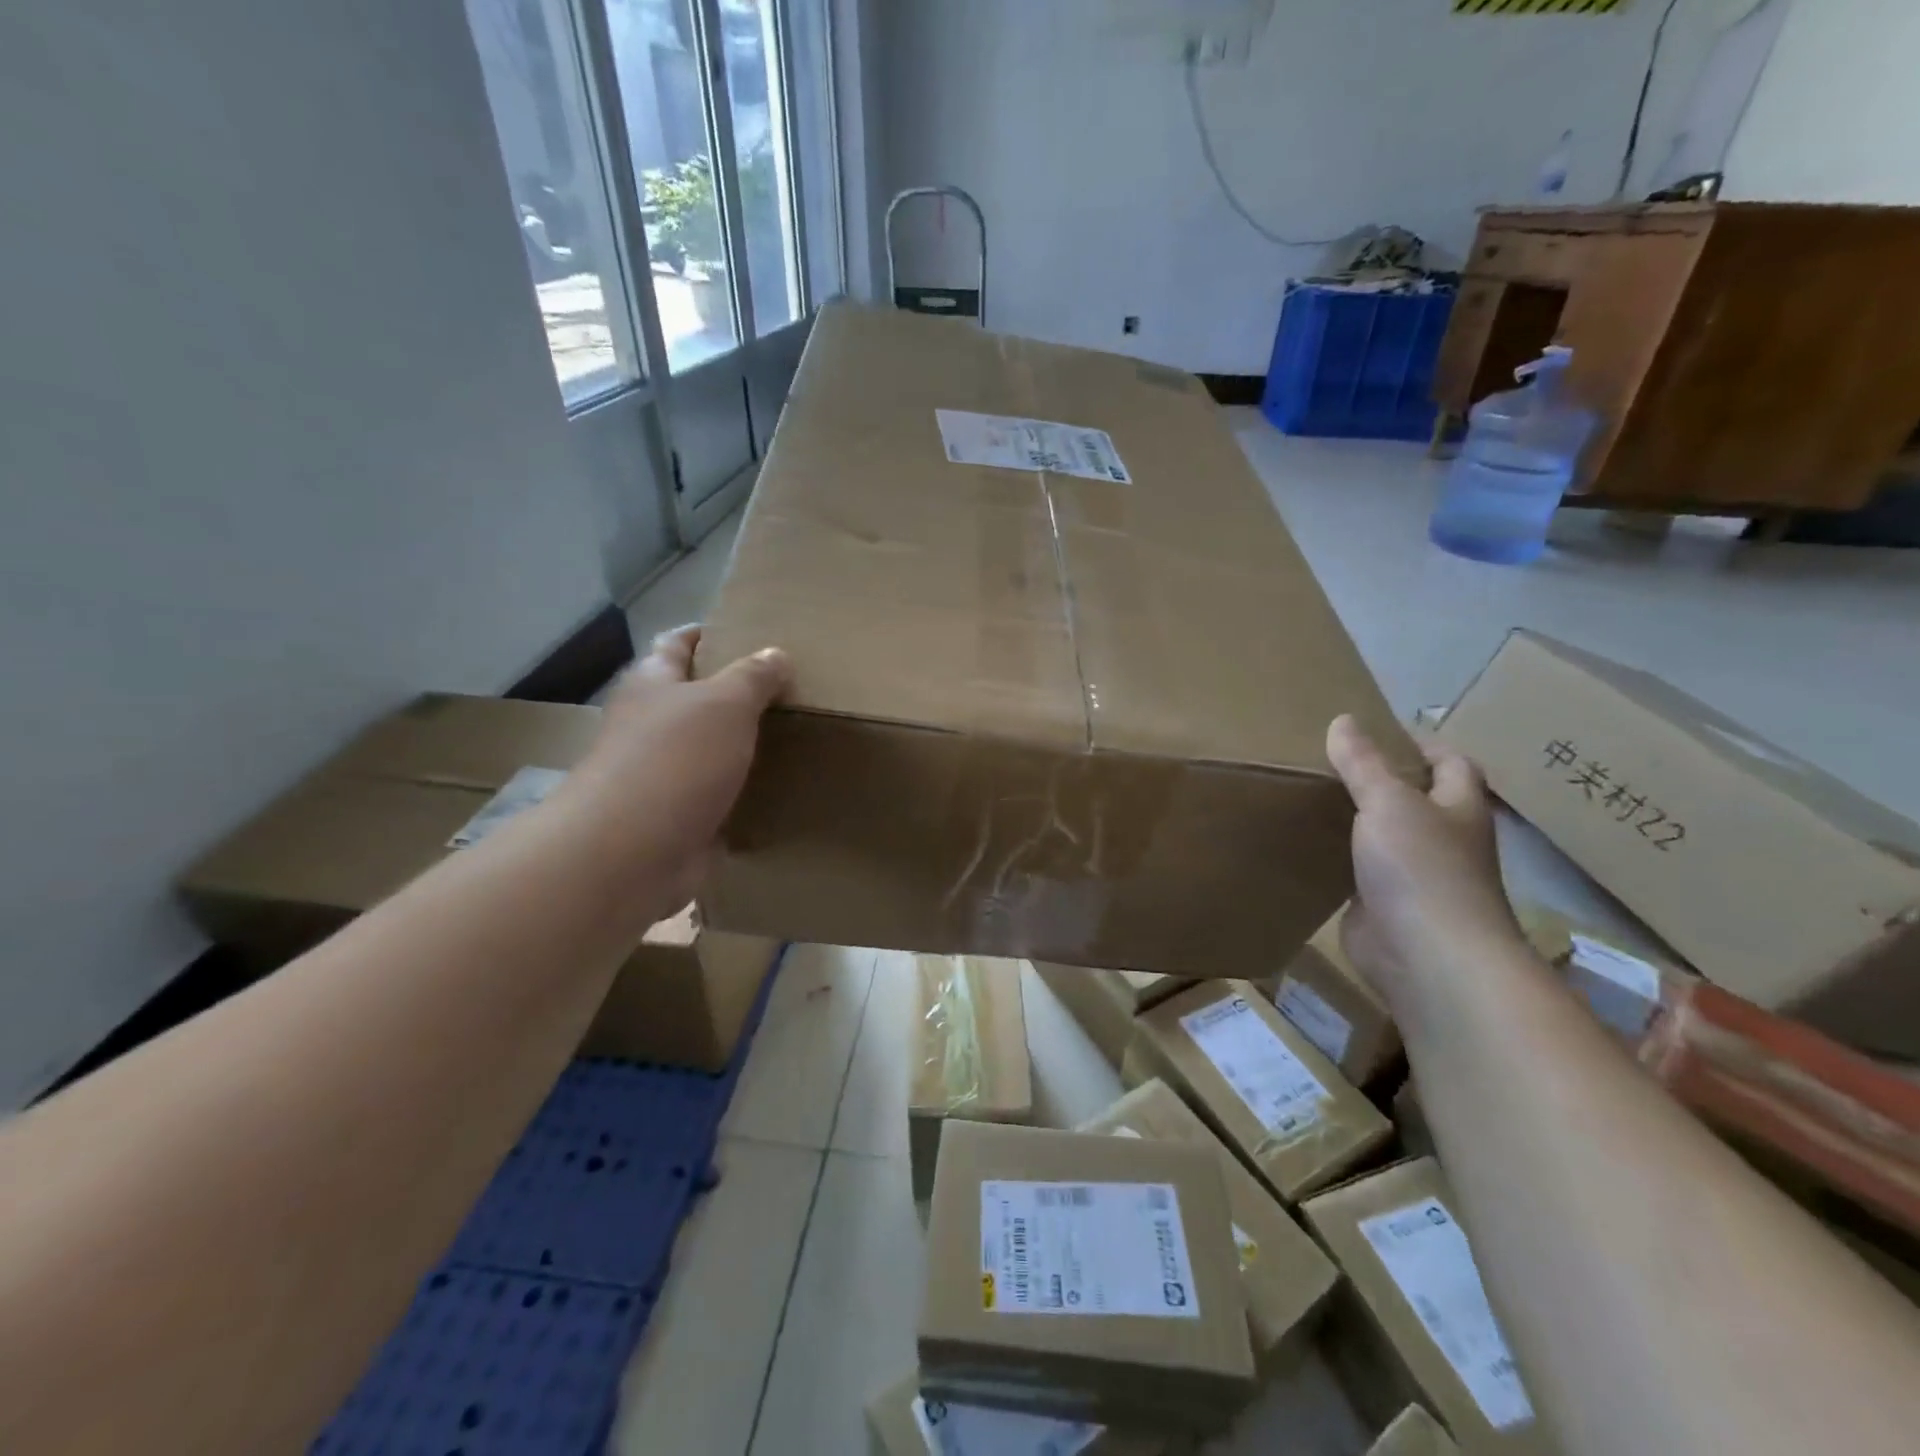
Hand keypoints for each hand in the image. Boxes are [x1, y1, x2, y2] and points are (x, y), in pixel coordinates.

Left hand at [570, 625, 791, 914]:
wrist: (631, 853)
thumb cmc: (675, 760)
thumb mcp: (725, 704)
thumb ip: (753, 677)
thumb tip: (776, 654)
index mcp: (652, 684)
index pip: (678, 644)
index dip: (707, 634)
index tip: (746, 632)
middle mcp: (650, 725)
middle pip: (693, 698)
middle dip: (733, 692)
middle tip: (787, 687)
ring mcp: (660, 774)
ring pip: (707, 748)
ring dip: (740, 744)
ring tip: (793, 734)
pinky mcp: (676, 816)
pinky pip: (715, 794)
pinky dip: (740, 790)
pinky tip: (777, 788)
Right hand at [1325, 714, 1522, 1000]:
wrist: (1427, 957)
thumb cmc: (1421, 868)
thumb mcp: (1388, 801)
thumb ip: (1363, 763)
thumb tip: (1343, 719)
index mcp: (1458, 808)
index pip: (1452, 765)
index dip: (1424, 745)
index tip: (1381, 732)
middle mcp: (1442, 840)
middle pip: (1416, 800)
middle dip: (1381, 781)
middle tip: (1330, 761)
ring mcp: (1415, 877)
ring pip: (1384, 837)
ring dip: (1355, 821)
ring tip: (1310, 796)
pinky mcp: (1383, 906)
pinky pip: (1358, 872)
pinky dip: (1337, 859)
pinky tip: (1304, 844)